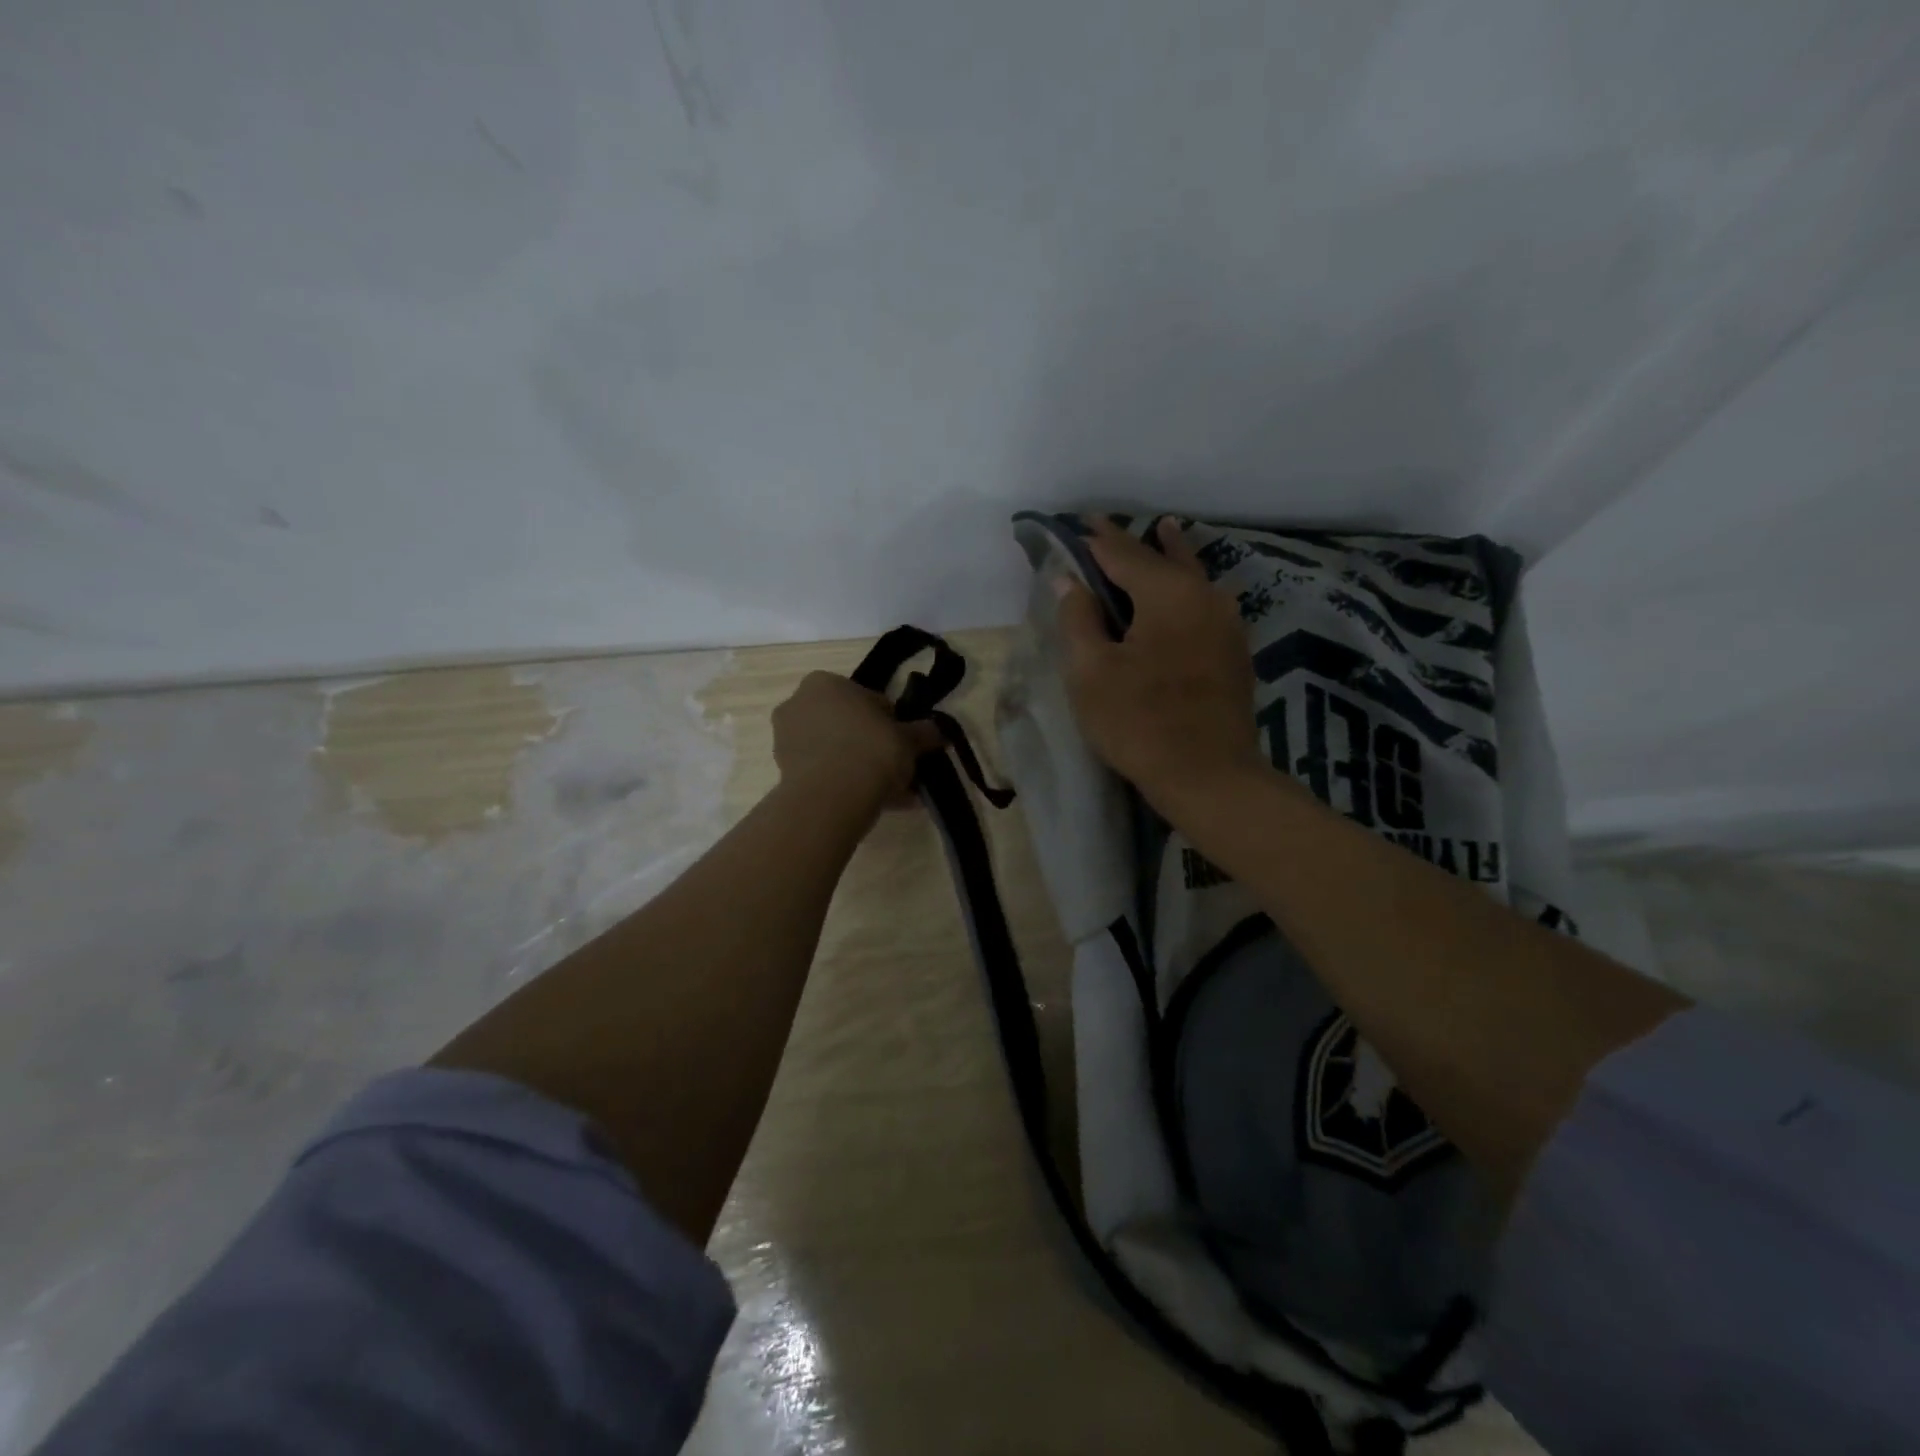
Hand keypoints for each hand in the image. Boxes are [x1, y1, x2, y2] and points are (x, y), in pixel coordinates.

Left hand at [772, 671, 942, 815]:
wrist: (832, 797)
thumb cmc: (871, 751)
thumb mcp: (908, 739)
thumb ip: (924, 732)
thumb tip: (939, 732)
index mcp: (824, 683)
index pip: (867, 699)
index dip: (891, 721)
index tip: (904, 743)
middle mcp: (799, 704)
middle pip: (847, 725)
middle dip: (872, 745)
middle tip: (899, 767)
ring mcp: (786, 740)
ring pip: (835, 751)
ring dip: (861, 768)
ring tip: (893, 793)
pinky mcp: (784, 772)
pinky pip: (825, 774)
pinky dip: (847, 785)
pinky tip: (875, 803)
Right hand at [1055, 516, 1263, 809]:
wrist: (1208, 775)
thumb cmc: (1139, 721)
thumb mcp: (1090, 671)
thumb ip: (1078, 618)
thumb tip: (1069, 580)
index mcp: (1168, 593)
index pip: (1123, 553)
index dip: (1095, 540)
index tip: (1076, 524)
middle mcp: (1205, 595)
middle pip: (1163, 558)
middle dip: (1133, 543)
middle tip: (1107, 527)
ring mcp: (1227, 623)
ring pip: (1192, 577)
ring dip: (1170, 556)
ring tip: (1163, 532)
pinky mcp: (1235, 650)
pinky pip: (1204, 603)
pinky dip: (1185, 588)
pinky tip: (1184, 590)